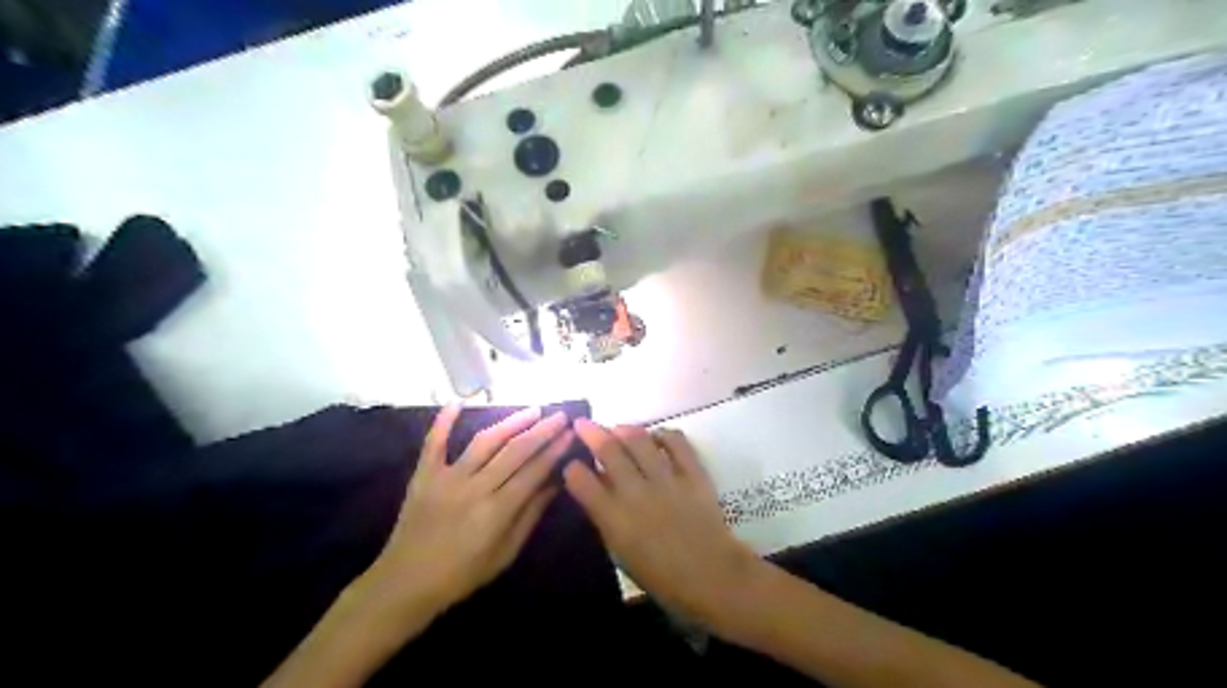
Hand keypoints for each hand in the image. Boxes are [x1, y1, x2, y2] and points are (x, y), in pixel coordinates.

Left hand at [367, 405, 572, 619]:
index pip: (534, 471)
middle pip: (514, 451)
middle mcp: (475, 487)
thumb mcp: (505, 553)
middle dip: (541, 430)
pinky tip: (457, 402)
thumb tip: (555, 483)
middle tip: (560, 416)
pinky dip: (444, 421)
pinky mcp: (424, 475)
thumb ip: (530, 516)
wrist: (405, 582)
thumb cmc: (462, 574)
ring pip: (484, 441)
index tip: (570, 433)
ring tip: (532, 410)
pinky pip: (434, 443)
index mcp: (497, 511)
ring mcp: (447, 478)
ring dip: (511, 422)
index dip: (554, 450)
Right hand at [563, 420, 759, 622]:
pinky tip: (656, 436)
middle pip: (608, 450)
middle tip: (583, 423)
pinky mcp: (693, 474)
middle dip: (591, 432)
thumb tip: (598, 490)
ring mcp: (666, 479)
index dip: (573, 469)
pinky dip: (664, 434)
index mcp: (614, 518)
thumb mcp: (621, 554)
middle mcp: (636, 492)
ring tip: (617, 427)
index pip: (582, 481)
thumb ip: (606, 519)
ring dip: (624, 428)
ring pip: (639, 440)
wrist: (712, 576)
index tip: (571, 463)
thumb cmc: (662, 577)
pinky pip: (676, 442)